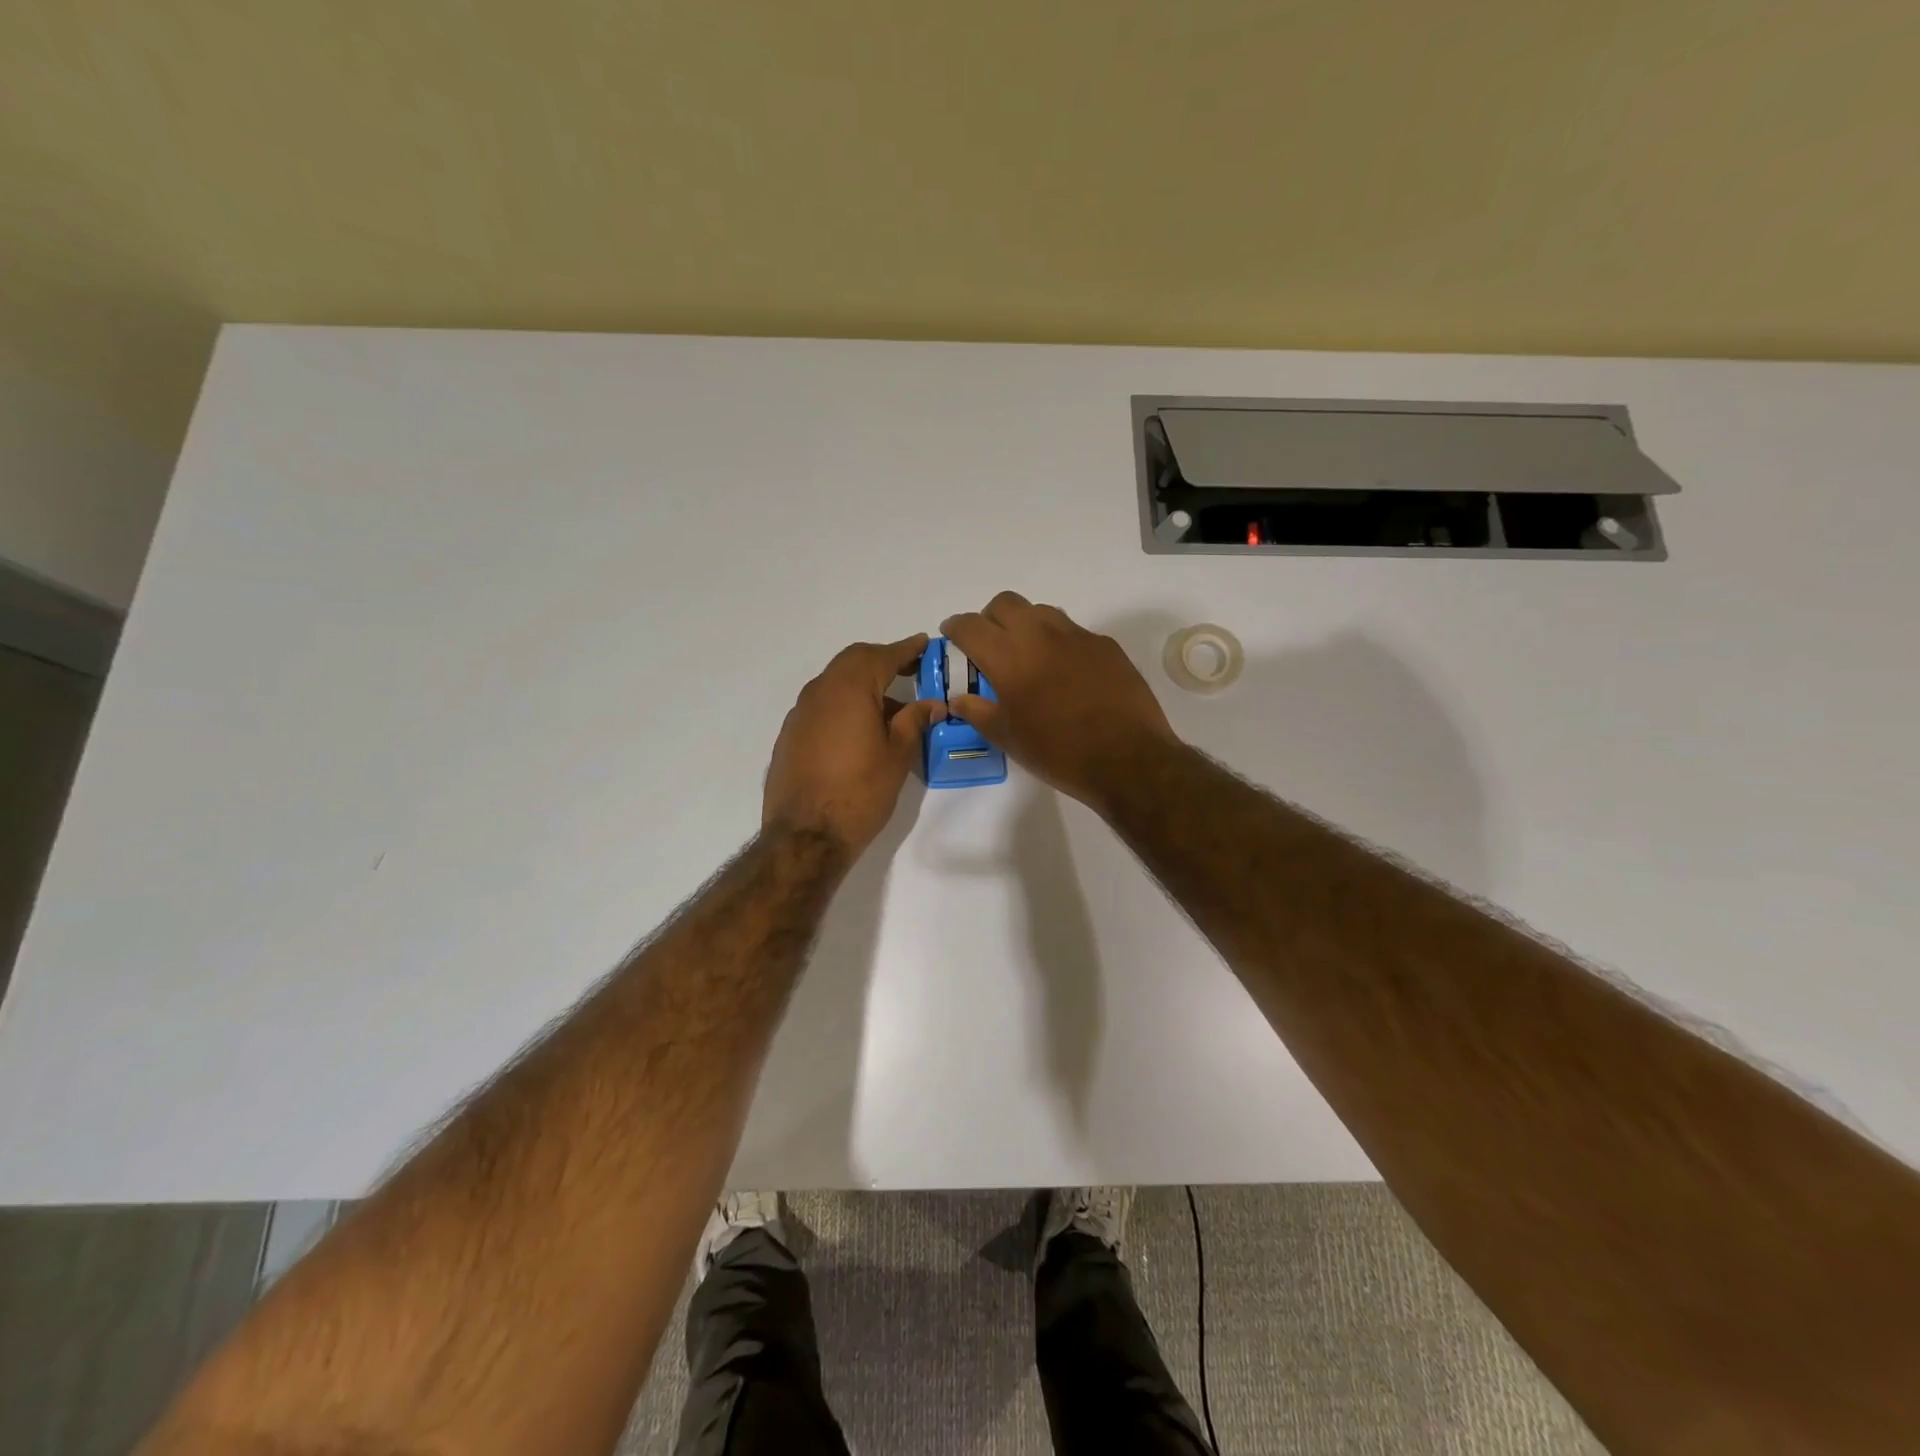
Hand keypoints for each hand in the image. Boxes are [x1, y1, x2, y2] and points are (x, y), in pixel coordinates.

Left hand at [763, 635, 944, 857]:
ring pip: (836, 683)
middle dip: (882, 661)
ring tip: (891, 710)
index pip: (882, 655)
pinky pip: (822, 705)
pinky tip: (860, 731)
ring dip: (863, 685)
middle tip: (909, 671)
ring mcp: (800, 713)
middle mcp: (820, 691)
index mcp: (850, 688)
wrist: (805, 835)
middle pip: (854, 661)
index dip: (906, 649)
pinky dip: (844, 705)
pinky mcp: (790, 734)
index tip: (924, 644)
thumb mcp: (898, 756)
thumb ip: (914, 721)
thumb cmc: (860, 792)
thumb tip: (931, 703)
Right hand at [941, 593, 1178, 807]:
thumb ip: (977, 712)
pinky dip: (1058, 642)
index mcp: (1009, 657)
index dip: (955, 627)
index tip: (952, 637)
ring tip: (1027, 657)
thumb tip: (958, 699)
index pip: (971, 625)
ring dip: (1025, 625)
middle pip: (1005, 604)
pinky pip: (1073, 631)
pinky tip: (1065, 673)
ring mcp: (1077, 636)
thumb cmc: (1058, 752)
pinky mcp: (1106, 646)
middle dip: (990, 618)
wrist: (1128, 759)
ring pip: (1041, 612)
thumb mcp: (1008, 738)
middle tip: (990, 646)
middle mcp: (1041, 635)